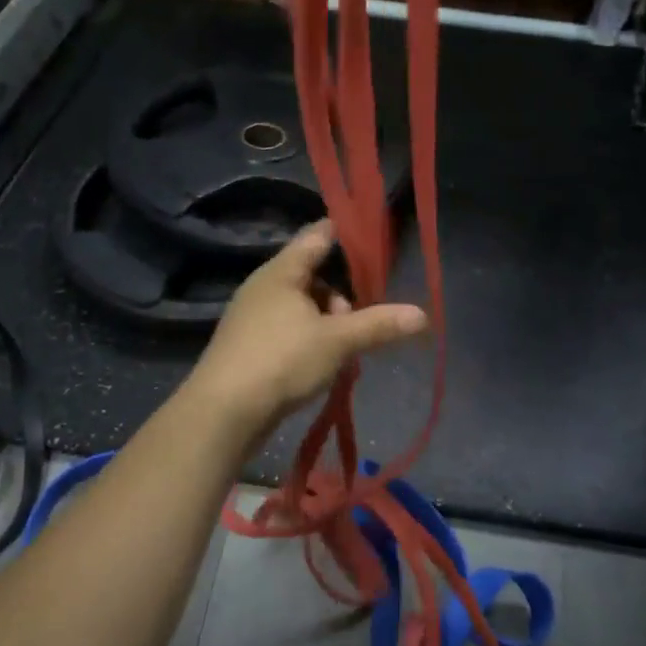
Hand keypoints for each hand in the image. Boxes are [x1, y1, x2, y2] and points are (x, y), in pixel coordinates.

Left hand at [185, 222, 428, 440]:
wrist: (222, 412)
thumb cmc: (281, 361)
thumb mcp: (337, 341)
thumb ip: (378, 325)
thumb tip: (422, 315)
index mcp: (282, 271)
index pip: (317, 235)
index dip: (346, 233)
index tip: (372, 239)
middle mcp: (263, 286)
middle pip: (312, 275)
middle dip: (340, 296)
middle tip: (355, 323)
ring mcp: (252, 316)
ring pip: (301, 307)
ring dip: (326, 324)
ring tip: (340, 353)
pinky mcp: (247, 345)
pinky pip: (287, 330)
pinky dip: (308, 341)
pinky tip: (319, 367)